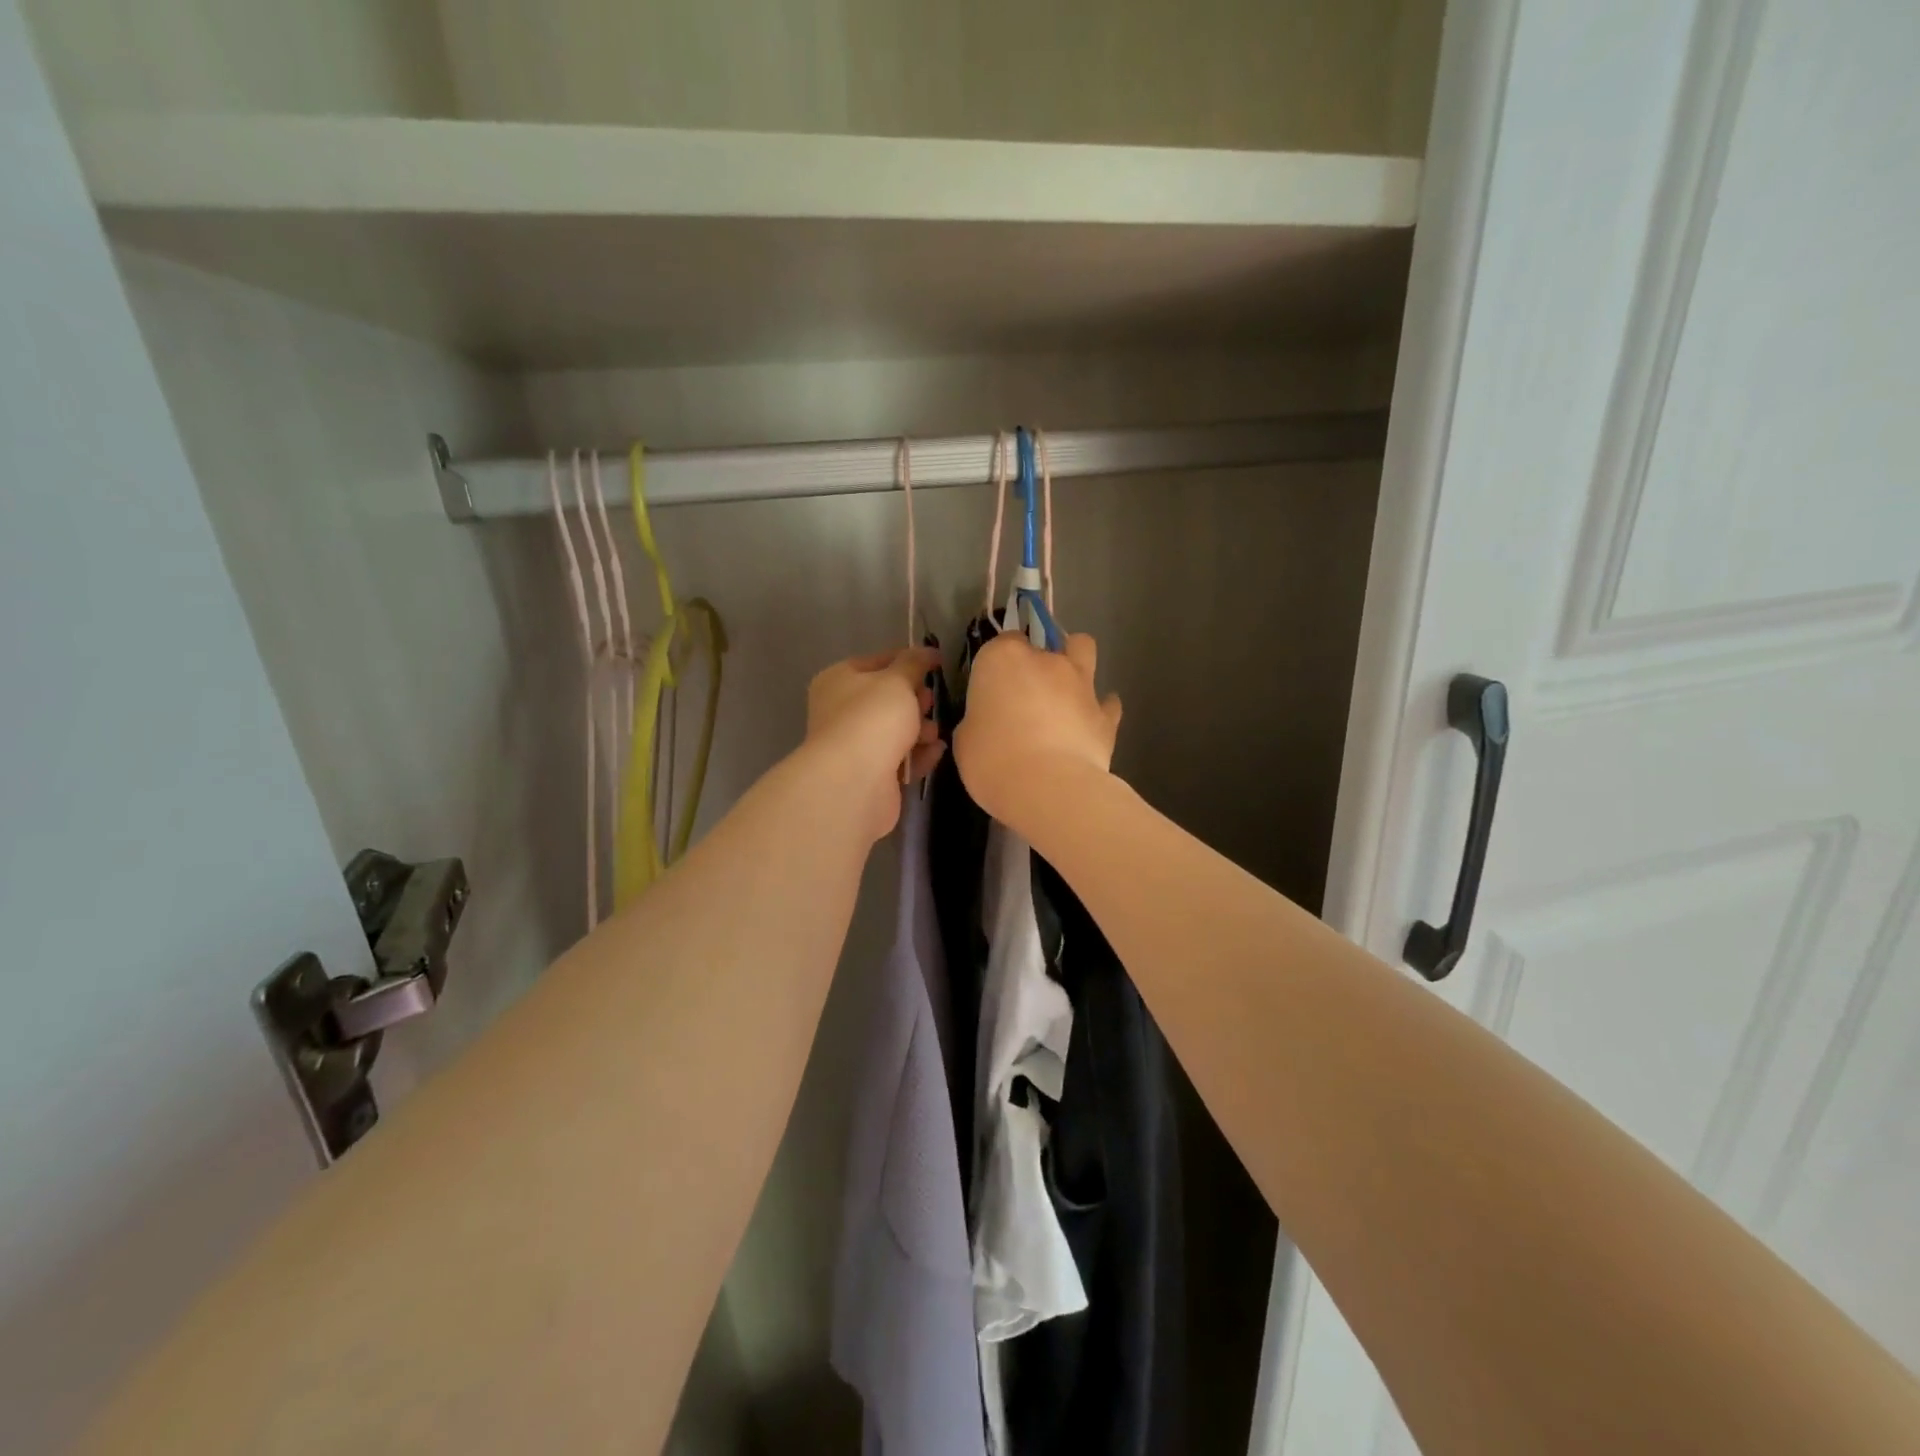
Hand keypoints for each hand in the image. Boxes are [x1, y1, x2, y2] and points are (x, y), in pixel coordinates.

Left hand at [805, 647, 944, 840]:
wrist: (855, 781)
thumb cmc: (874, 718)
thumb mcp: (898, 680)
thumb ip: (914, 663)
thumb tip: (926, 652)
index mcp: (838, 680)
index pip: (876, 662)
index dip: (907, 660)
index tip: (936, 663)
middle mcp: (841, 711)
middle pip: (887, 699)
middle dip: (915, 700)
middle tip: (930, 702)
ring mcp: (854, 745)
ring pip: (895, 731)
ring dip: (920, 730)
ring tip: (932, 734)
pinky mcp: (870, 775)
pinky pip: (900, 759)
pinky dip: (918, 755)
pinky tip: (935, 752)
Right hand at [954, 632, 1121, 829]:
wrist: (1048, 788)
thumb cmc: (992, 760)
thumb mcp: (965, 739)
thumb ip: (979, 719)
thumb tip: (988, 722)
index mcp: (1003, 658)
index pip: (1002, 642)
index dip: (998, 664)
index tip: (992, 689)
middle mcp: (1046, 661)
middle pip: (1044, 644)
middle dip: (1037, 662)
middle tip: (1027, 695)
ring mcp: (1081, 683)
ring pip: (1083, 649)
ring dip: (1075, 663)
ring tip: (1065, 691)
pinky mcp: (1106, 714)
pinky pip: (1106, 703)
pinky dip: (1100, 709)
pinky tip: (1090, 725)